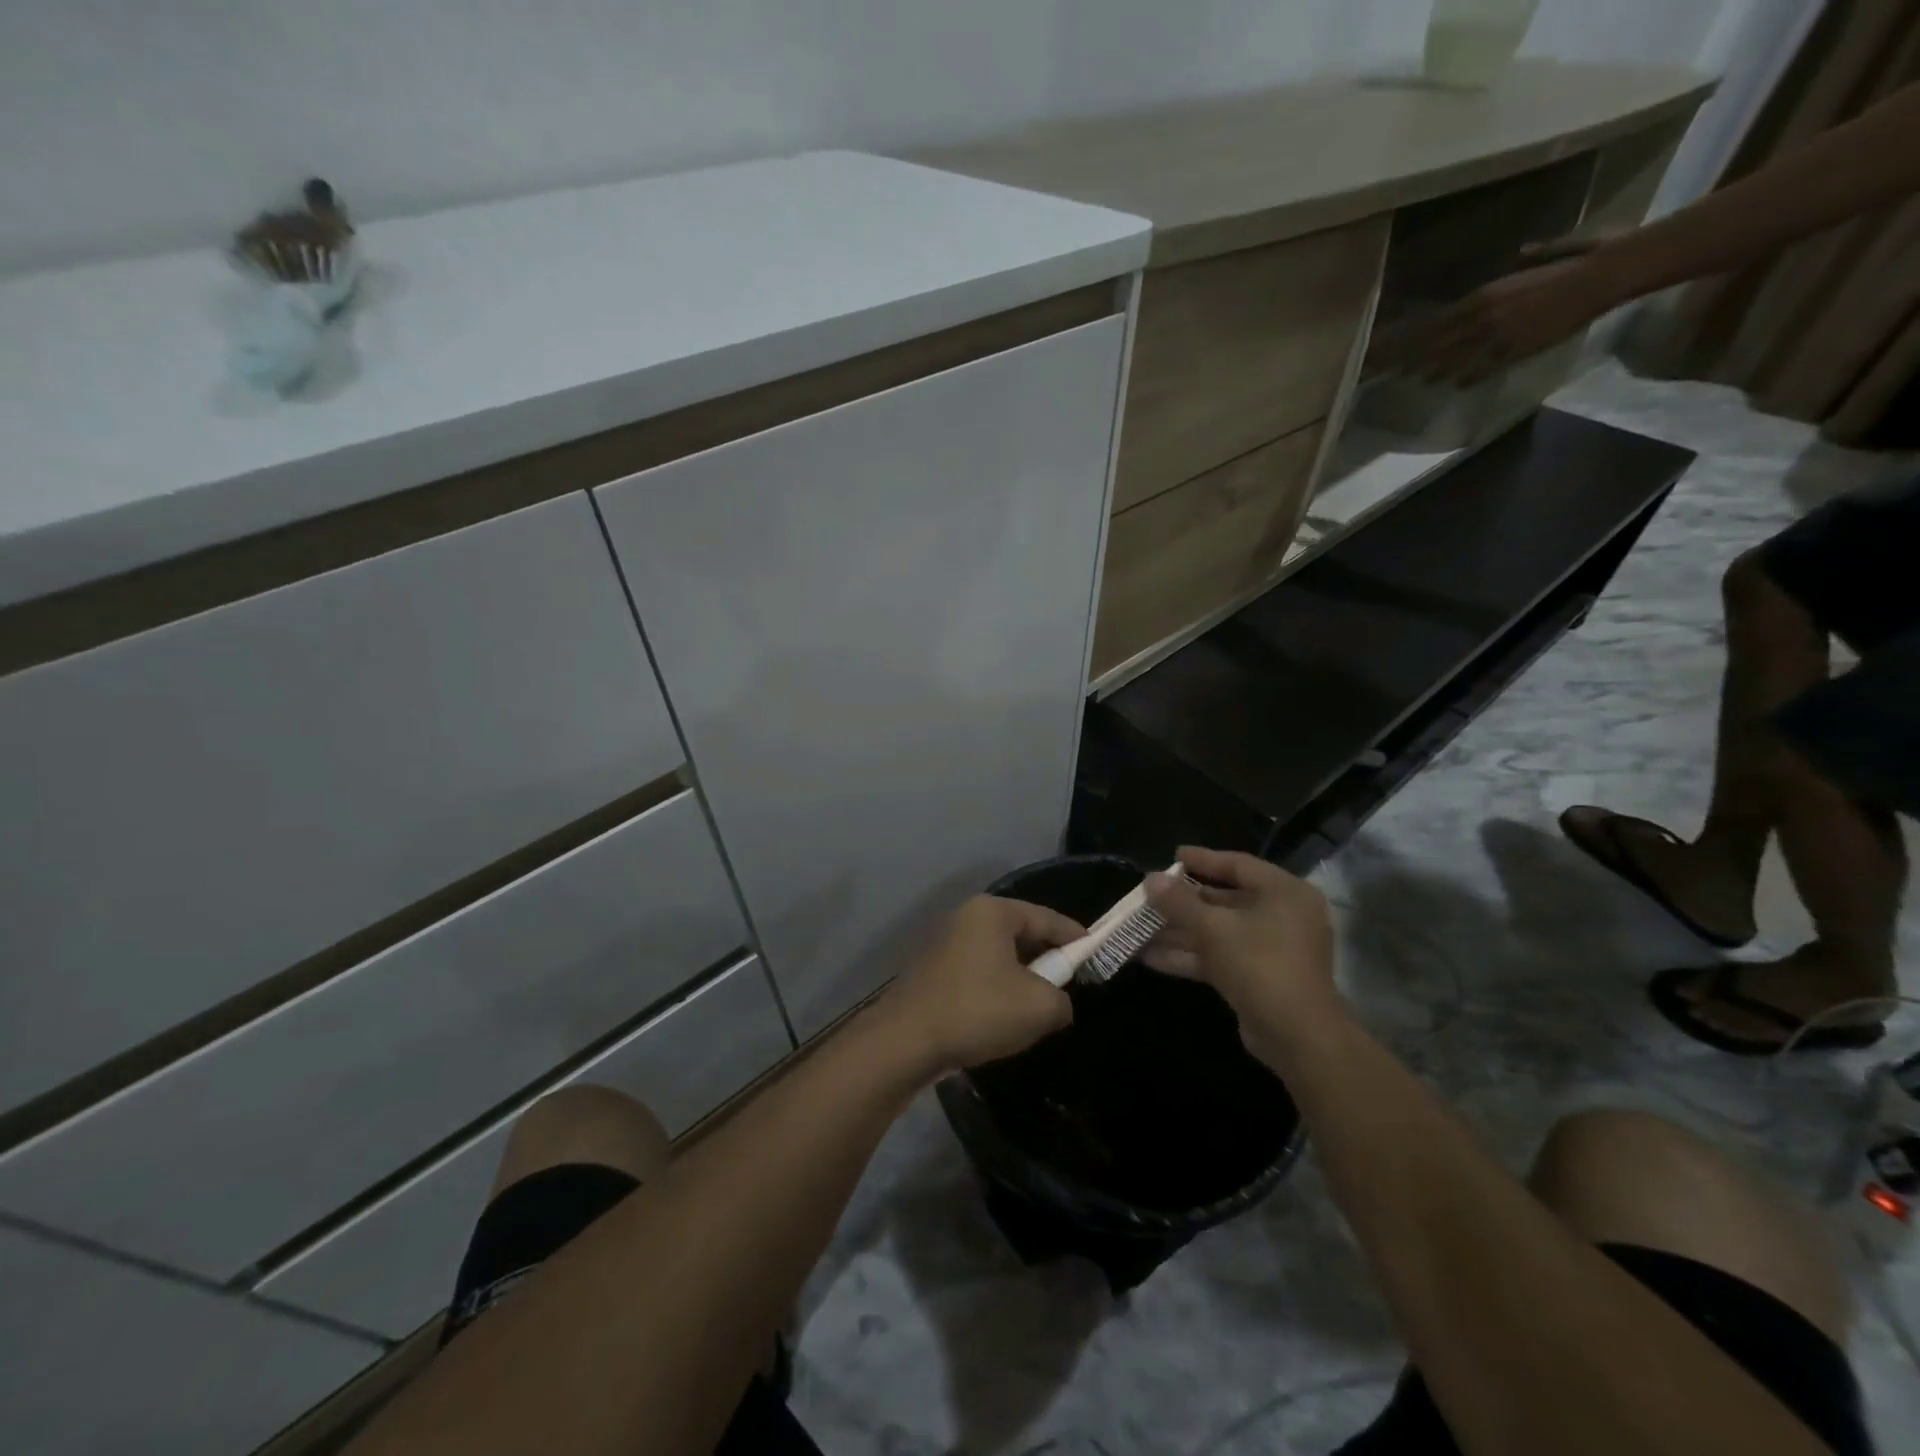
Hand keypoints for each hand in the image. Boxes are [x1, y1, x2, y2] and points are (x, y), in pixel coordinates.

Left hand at [880, 896, 1079, 1074]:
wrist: (906, 1041)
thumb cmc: (978, 1011)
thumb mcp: (1040, 1007)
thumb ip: (1062, 999)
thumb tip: (1055, 1001)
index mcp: (993, 912)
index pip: (1048, 918)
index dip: (1076, 939)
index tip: (1097, 956)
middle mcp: (967, 917)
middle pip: (1023, 935)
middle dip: (1046, 962)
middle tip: (1066, 989)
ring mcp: (947, 942)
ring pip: (1001, 957)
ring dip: (1020, 980)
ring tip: (1033, 1011)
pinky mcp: (935, 970)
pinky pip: (980, 972)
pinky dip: (996, 990)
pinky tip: (1000, 1019)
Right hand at [1143, 847, 1338, 1062]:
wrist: (1297, 1037)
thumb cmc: (1260, 965)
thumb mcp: (1213, 928)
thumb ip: (1179, 902)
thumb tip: (1149, 879)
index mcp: (1284, 892)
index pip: (1238, 865)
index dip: (1203, 859)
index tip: (1172, 855)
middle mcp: (1282, 916)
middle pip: (1225, 900)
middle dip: (1183, 903)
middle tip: (1150, 896)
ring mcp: (1271, 949)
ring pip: (1219, 932)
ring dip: (1180, 932)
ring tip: (1139, 928)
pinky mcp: (1259, 977)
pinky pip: (1220, 956)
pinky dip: (1190, 955)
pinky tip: (1150, 957)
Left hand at [1368, 252, 1620, 384]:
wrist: (1602, 276)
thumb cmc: (1576, 263)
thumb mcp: (1544, 255)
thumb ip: (1528, 257)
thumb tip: (1522, 252)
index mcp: (1484, 294)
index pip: (1437, 322)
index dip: (1415, 339)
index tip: (1399, 349)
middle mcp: (1482, 316)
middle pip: (1437, 345)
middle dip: (1415, 360)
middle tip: (1397, 373)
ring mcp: (1496, 336)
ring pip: (1454, 360)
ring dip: (1435, 372)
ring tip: (1420, 381)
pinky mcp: (1514, 350)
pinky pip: (1481, 370)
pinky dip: (1466, 378)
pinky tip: (1456, 385)